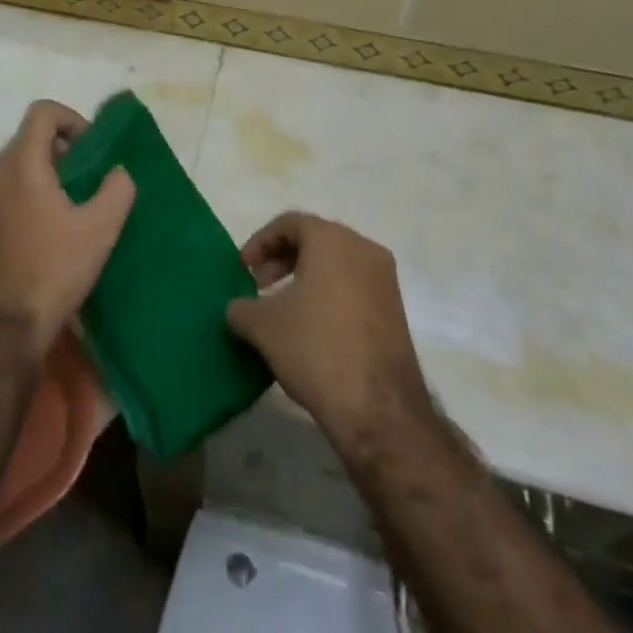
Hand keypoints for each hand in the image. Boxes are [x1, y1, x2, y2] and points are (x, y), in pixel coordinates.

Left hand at [0, 101, 135, 357]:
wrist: (2, 328)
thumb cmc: (53, 270)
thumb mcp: (100, 228)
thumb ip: (117, 188)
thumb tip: (117, 172)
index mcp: (21, 162)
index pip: (43, 111)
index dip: (72, 120)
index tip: (91, 151)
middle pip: (30, 137)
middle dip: (62, 150)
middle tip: (87, 182)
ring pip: (17, 164)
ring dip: (45, 173)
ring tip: (70, 207)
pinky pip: (4, 189)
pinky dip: (27, 193)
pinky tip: (46, 229)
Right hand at [226, 212, 430, 445]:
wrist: (379, 409)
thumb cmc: (316, 349)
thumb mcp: (263, 326)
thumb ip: (241, 308)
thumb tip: (236, 309)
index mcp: (331, 239)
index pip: (289, 223)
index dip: (260, 242)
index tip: (243, 269)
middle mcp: (363, 248)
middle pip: (315, 240)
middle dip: (282, 259)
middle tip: (260, 286)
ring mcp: (384, 279)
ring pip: (336, 264)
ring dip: (306, 278)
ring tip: (283, 309)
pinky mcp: (396, 309)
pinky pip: (354, 286)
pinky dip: (329, 294)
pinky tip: (313, 327)